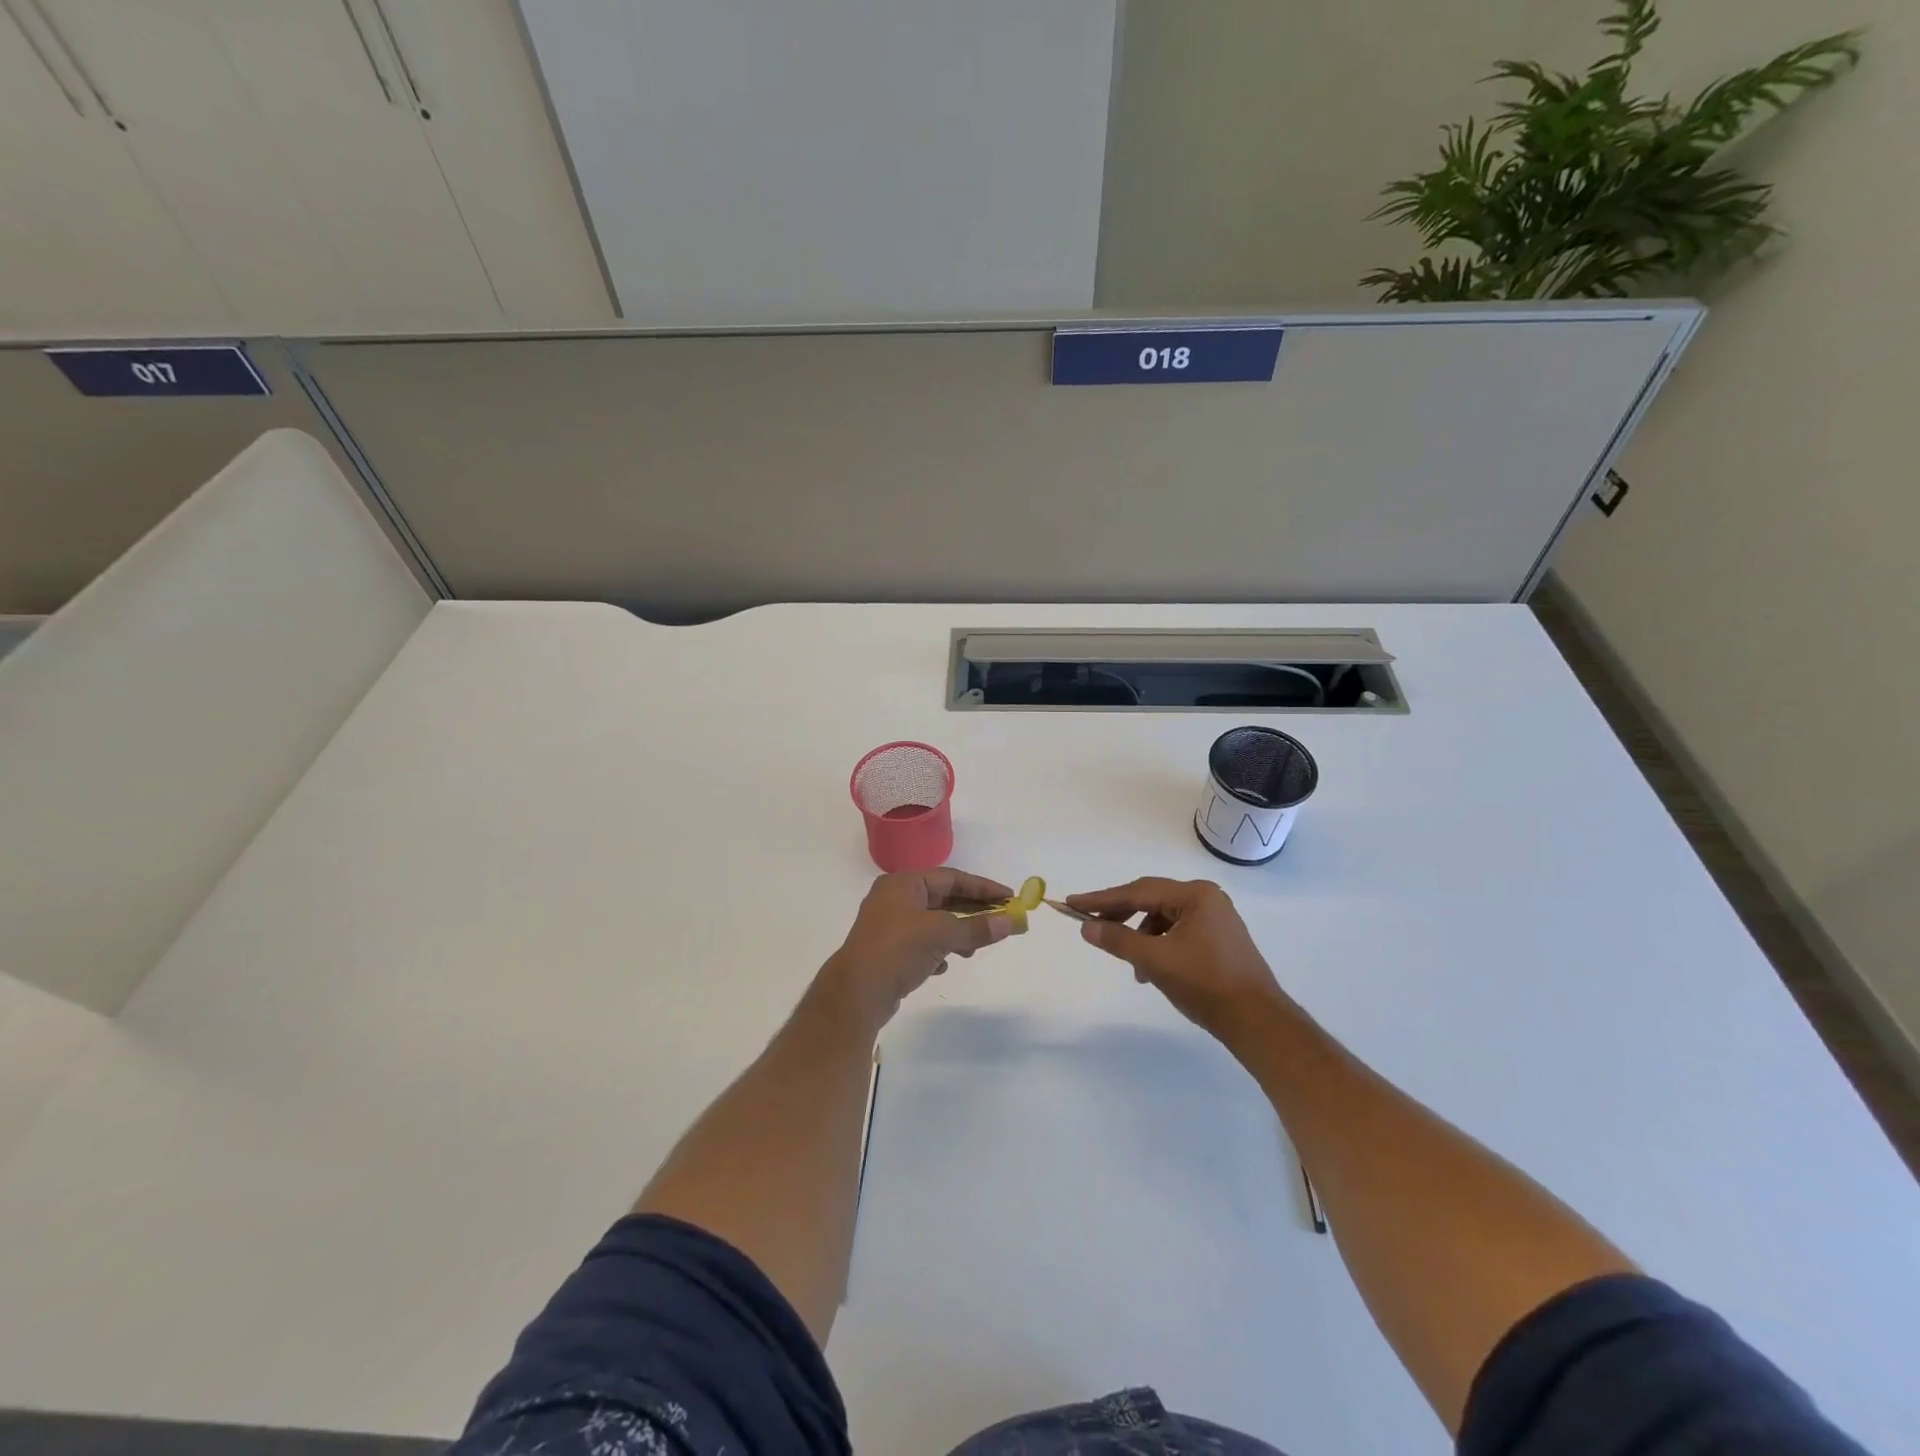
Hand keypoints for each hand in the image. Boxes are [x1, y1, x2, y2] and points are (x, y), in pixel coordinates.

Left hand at [819, 869, 1022, 1030]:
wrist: (856, 994)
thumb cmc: (898, 950)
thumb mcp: (941, 934)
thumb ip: (976, 927)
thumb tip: (1010, 922)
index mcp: (903, 884)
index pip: (951, 878)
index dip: (982, 887)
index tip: (1009, 897)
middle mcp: (894, 899)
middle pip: (942, 899)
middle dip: (972, 911)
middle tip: (1001, 920)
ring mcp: (889, 926)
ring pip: (933, 923)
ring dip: (957, 933)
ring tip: (974, 949)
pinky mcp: (888, 952)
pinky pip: (921, 944)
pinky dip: (938, 951)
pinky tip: (946, 965)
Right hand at [1066, 877, 1290, 1043]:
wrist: (1257, 1022)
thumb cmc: (1206, 985)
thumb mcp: (1156, 960)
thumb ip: (1118, 940)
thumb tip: (1086, 927)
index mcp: (1195, 895)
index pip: (1138, 891)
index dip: (1102, 899)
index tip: (1073, 903)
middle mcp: (1206, 898)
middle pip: (1151, 900)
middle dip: (1119, 914)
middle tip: (1089, 924)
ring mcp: (1215, 918)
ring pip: (1163, 918)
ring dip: (1139, 935)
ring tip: (1128, 961)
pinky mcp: (1218, 939)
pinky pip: (1177, 932)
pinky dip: (1158, 945)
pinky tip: (1150, 969)